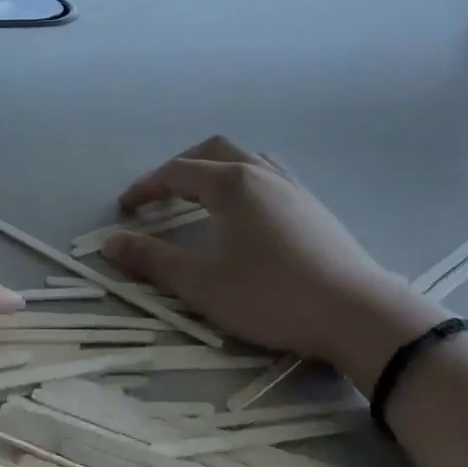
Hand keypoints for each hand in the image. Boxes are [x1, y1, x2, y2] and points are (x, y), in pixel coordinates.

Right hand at [102, 136, 437, 387]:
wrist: (358, 315)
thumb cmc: (270, 295)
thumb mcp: (200, 283)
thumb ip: (151, 260)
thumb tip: (109, 244)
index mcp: (231, 184)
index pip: (176, 172)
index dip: (146, 187)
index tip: (125, 208)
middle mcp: (262, 174)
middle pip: (213, 151)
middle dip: (180, 167)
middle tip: (161, 195)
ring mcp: (295, 189)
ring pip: (247, 160)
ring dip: (217, 171)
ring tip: (203, 198)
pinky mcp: (316, 209)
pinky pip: (271, 177)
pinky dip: (245, 183)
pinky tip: (248, 218)